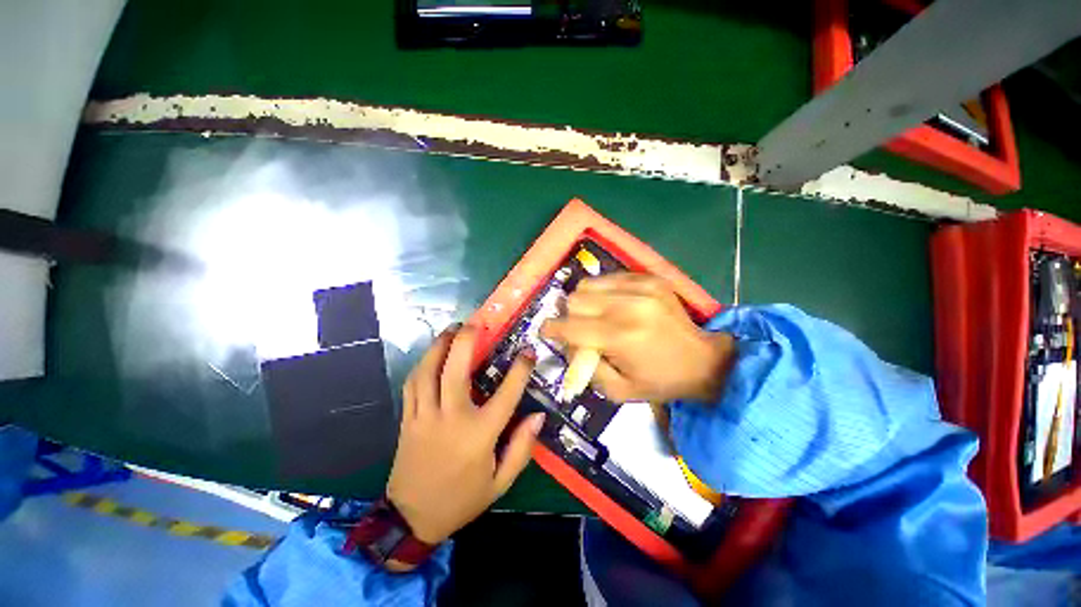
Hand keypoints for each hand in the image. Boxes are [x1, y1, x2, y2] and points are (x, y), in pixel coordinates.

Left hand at [387, 325, 543, 548]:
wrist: (412, 519)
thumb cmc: (462, 499)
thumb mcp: (500, 482)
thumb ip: (521, 448)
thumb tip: (538, 416)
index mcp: (479, 435)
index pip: (505, 394)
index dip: (519, 370)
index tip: (528, 350)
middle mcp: (451, 418)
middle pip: (456, 370)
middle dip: (466, 341)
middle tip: (476, 322)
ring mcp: (424, 416)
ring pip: (428, 371)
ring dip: (440, 346)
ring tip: (452, 329)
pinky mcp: (407, 419)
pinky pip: (412, 384)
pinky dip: (423, 364)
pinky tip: (432, 354)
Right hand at [541, 273, 733, 403]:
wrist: (704, 361)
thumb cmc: (660, 381)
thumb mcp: (617, 391)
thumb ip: (585, 367)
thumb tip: (568, 344)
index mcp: (620, 337)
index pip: (570, 326)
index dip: (552, 330)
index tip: (547, 332)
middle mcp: (628, 305)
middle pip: (575, 299)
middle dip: (570, 316)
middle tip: (579, 329)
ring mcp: (640, 287)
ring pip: (588, 285)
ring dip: (585, 301)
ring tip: (597, 315)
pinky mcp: (649, 278)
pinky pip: (609, 277)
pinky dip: (603, 291)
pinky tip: (614, 304)